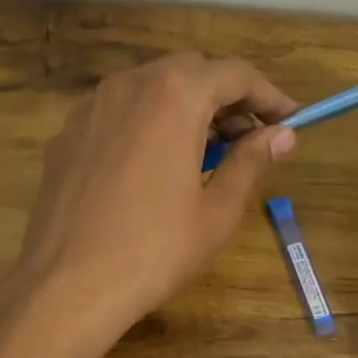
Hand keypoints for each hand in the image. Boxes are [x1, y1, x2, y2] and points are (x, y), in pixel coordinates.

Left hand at [0, 53, 297, 357]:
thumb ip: (251, 161)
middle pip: (191, 71)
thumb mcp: (217, 210)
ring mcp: (91, 107)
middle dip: (227, 97)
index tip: (291, 120)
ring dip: (186, 106)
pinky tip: (154, 165)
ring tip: (205, 152)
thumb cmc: (154, 250)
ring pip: (151, 86)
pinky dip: (148, 121)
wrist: (66, 286)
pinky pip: (119, 111)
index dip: (269, 95)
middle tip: (249, 138)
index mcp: (174, 96)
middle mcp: (130, 85)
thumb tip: (282, 135)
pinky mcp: (67, 135)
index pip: (235, 74)